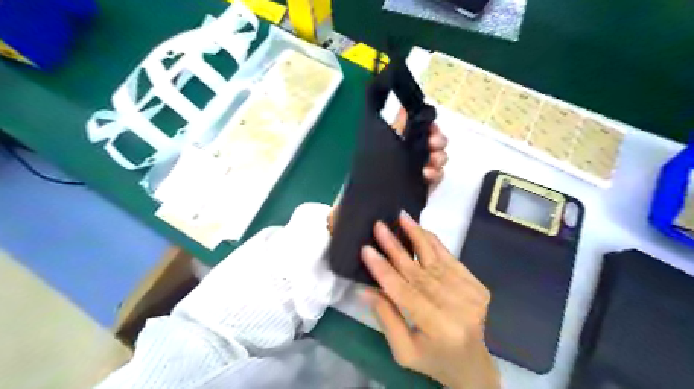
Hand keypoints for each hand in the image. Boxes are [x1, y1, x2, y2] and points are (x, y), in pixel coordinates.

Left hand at [327, 107, 447, 232]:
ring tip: (430, 162)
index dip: (428, 124)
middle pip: (434, 141)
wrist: (366, 210)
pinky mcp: (424, 186)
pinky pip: (438, 176)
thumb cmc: (366, 180)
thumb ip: (393, 131)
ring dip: (438, 156)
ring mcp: (420, 170)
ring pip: (439, 157)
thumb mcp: (375, 152)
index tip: (429, 126)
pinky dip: (437, 174)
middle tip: (433, 143)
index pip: (420, 128)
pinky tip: (428, 175)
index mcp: (400, 143)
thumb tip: (402, 109)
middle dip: (437, 140)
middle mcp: (413, 154)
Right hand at [357, 212, 499, 388]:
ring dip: (417, 235)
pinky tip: (421, 229)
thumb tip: (364, 289)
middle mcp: (459, 308)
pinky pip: (450, 258)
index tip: (366, 249)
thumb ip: (386, 318)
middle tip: (379, 226)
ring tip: (401, 216)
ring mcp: (471, 294)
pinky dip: (434, 242)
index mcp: (440, 329)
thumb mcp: (403, 351)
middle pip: (420, 272)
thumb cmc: (432, 360)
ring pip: (436, 259)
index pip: (405, 293)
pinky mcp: (476, 285)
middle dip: (396, 247)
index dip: (384, 270)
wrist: (472, 365)